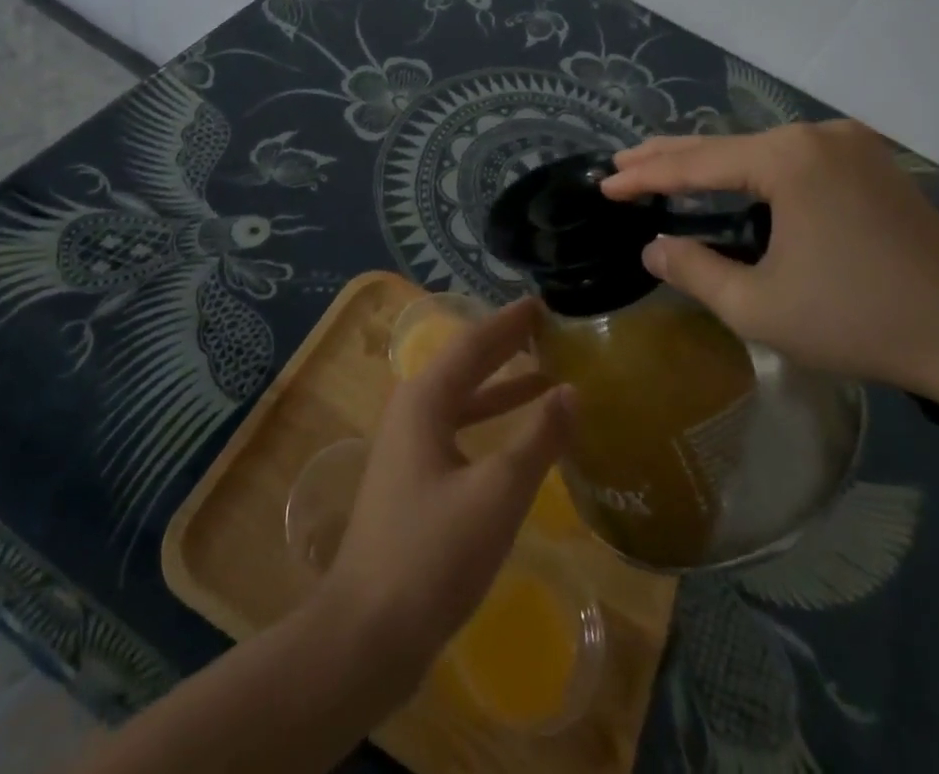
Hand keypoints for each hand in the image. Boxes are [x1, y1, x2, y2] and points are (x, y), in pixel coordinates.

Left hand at [318, 297, 574, 697]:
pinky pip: (459, 432)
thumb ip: (538, 439)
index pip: (473, 344)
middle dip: (505, 346)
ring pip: (463, 401)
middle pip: (465, 366)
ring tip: (546, 375)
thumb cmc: (431, 555)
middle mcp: (413, 413)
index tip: (542, 302)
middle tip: (548, 328)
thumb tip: (572, 390)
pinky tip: (519, 440)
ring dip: (502, 387)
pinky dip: (491, 424)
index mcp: (425, 401)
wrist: (365, 636)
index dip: (509, 322)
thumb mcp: (497, 494)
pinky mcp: (414, 483)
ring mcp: (409, 449)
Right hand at [600, 122, 938, 396]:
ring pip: (760, 150)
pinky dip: (753, 170)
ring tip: (664, 168)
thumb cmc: (860, 321)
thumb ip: (695, 270)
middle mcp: (817, 135)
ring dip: (712, 162)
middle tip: (622, 163)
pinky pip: (794, 159)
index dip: (646, 175)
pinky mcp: (872, 164)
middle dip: (670, 156)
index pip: (697, 162)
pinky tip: (733, 179)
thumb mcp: (760, 306)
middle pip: (726, 144)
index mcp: (788, 159)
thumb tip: (653, 249)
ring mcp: (850, 145)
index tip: (604, 184)